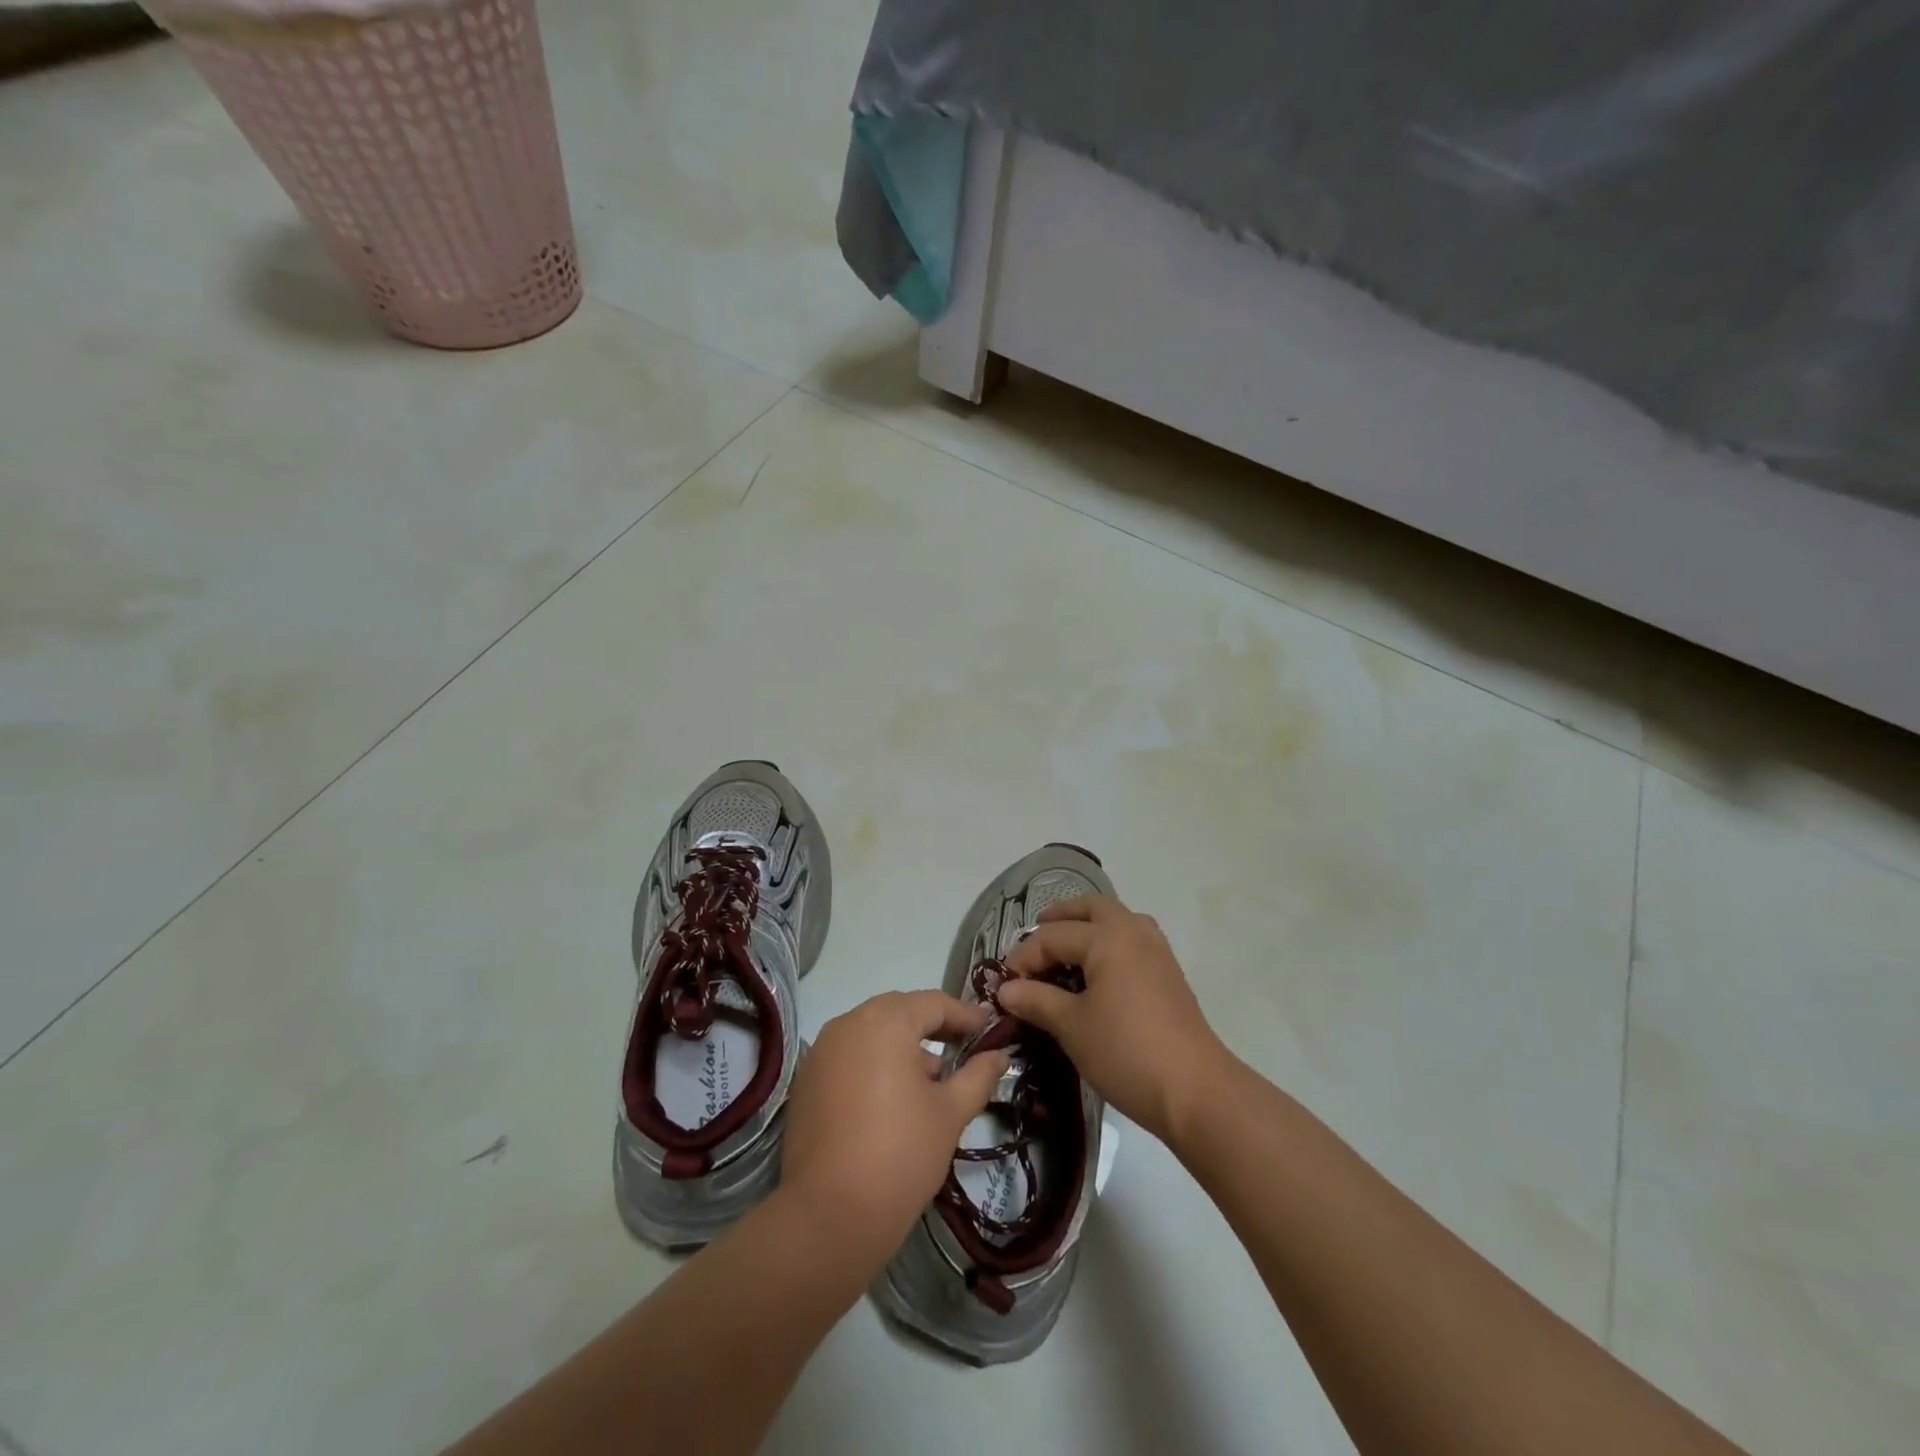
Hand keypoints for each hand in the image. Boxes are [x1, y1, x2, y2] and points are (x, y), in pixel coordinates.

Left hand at [781, 990, 1009, 1255]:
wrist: (829, 1215)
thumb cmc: (900, 1153)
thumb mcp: (950, 1113)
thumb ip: (978, 1076)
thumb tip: (999, 1056)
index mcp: (885, 1021)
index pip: (933, 1003)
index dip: (965, 1015)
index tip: (989, 1028)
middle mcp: (848, 1024)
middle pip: (899, 1011)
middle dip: (932, 1026)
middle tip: (963, 1047)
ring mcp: (822, 1051)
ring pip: (871, 1032)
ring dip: (902, 1045)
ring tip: (932, 1078)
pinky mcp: (806, 1081)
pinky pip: (849, 1056)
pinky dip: (874, 1063)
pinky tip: (893, 1097)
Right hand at [998, 896, 1222, 1142]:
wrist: (1196, 1091)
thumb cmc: (1126, 1052)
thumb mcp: (1072, 1027)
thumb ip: (1037, 1000)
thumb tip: (1006, 989)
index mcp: (1107, 937)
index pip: (1053, 936)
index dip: (1024, 957)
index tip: (1005, 984)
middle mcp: (1133, 932)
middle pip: (1092, 908)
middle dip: (1061, 917)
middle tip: (1037, 933)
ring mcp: (1157, 951)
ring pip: (1117, 920)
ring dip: (1089, 925)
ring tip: (1067, 947)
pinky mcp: (1169, 974)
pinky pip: (1132, 941)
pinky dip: (1110, 943)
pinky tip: (1099, 972)